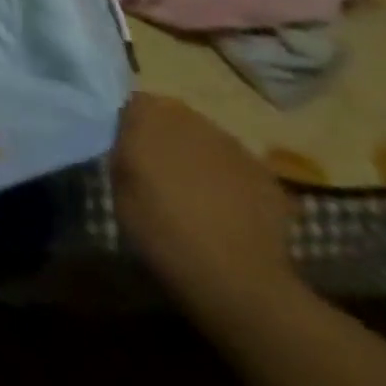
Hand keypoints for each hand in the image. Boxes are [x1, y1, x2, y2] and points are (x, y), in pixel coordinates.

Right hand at [111, 94, 296, 313]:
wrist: (238, 281)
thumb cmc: (162, 231)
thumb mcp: (118, 187)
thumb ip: (123, 152)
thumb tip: (129, 143)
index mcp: (149, 117)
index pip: (132, 103)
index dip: (128, 126)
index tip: (126, 152)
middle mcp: (192, 119)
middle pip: (172, 117)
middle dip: (164, 138)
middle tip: (157, 172)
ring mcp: (234, 145)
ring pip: (206, 140)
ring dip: (197, 156)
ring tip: (195, 193)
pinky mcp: (266, 175)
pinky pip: (237, 166)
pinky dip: (230, 180)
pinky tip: (227, 211)